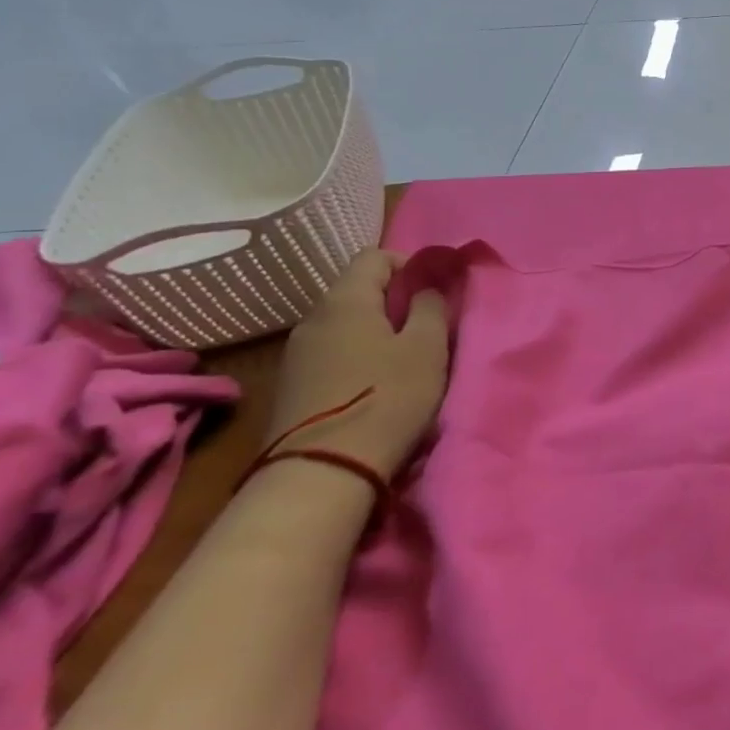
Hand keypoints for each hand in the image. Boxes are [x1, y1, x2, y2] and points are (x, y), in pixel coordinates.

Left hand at [264, 250, 448, 480]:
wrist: (322, 473)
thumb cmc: (387, 399)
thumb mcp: (427, 348)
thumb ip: (432, 306)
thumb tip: (429, 284)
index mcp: (345, 300)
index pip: (375, 256)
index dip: (411, 265)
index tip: (436, 293)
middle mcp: (313, 318)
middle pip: (359, 290)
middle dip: (397, 302)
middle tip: (428, 331)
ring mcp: (298, 354)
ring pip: (347, 324)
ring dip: (379, 333)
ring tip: (406, 363)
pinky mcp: (293, 386)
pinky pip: (334, 353)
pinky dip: (359, 357)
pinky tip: (377, 387)